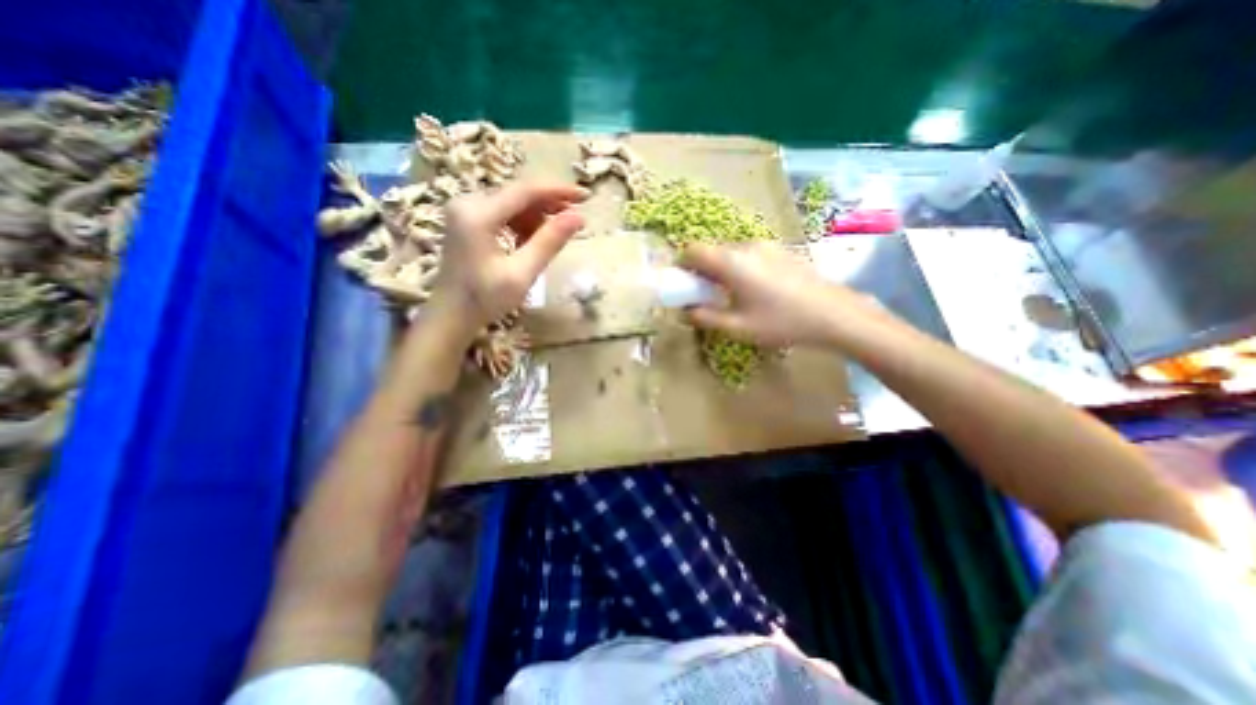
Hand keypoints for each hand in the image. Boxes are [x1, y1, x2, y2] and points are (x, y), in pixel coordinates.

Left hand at [432, 181, 589, 335]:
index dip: (558, 191)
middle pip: (518, 194)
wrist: (450, 315)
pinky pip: (502, 213)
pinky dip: (522, 224)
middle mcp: (468, 202)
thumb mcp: (522, 273)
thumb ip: (549, 242)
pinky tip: (530, 242)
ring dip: (536, 217)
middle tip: (576, 219)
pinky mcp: (467, 220)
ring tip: (553, 238)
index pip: (525, 190)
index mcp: (478, 214)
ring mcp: (465, 210)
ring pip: (512, 203)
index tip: (585, 196)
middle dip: (549, 205)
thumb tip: (578, 217)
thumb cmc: (485, 299)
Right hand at [682, 239, 885, 345]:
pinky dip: (739, 267)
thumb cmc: (781, 322)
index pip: (692, 250)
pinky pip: (748, 254)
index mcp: (731, 262)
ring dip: (721, 269)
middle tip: (706, 295)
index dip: (682, 265)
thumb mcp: (737, 327)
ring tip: (732, 295)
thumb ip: (704, 317)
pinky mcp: (780, 250)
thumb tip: (683, 312)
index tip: (684, 285)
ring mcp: (766, 246)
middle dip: (701, 270)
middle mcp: (746, 247)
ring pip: (730, 252)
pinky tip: (755, 290)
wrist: (833, 314)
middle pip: (711, 250)